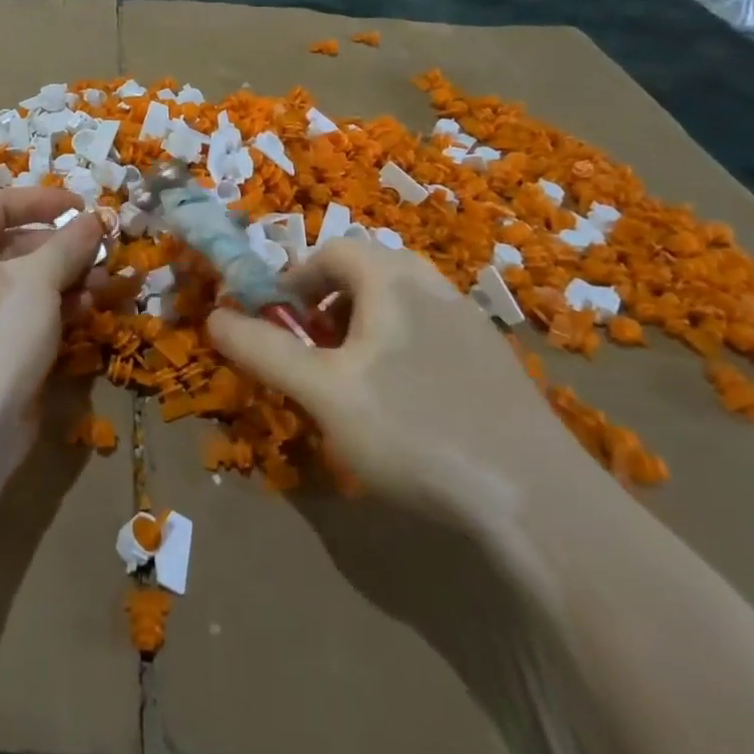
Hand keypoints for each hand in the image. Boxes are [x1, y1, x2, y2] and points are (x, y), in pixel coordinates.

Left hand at [0, 187, 103, 503]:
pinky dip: (55, 307)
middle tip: (103, 251)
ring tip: (105, 283)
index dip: (45, 201)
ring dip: (67, 278)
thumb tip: (94, 219)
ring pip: (26, 280)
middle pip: (17, 242)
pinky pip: (24, 312)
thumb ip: (70, 243)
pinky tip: (87, 310)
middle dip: (64, 246)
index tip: (84, 207)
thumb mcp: (39, 278)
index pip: (1, 204)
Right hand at [207, 240, 597, 528]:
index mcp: (394, 281)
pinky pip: (431, 335)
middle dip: (328, 301)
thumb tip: (213, 316)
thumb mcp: (323, 392)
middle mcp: (436, 289)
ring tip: (349, 378)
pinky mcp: (495, 367)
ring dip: (363, 326)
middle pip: (369, 271)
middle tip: (311, 346)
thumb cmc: (415, 430)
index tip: (275, 319)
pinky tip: (402, 407)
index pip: (333, 250)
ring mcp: (473, 327)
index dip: (294, 278)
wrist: (540, 503)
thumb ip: (264, 349)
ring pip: (402, 304)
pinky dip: (399, 350)